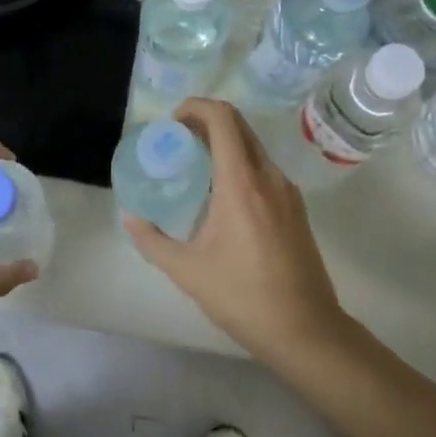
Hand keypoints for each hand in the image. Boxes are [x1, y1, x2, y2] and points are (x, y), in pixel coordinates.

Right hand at [122, 99, 350, 366]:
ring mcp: (287, 191)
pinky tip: (222, 195)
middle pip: (239, 125)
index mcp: (242, 183)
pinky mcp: (296, 207)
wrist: (306, 330)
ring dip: (224, 143)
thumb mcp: (188, 271)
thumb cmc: (243, 297)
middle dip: (206, 121)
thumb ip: (152, 241)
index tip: (173, 122)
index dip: (196, 107)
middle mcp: (268, 176)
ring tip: (195, 167)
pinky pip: (264, 168)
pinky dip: (240, 164)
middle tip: (177, 140)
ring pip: (253, 146)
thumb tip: (129, 218)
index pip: (223, 119)